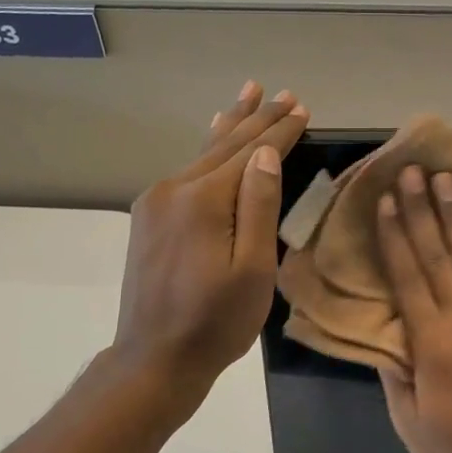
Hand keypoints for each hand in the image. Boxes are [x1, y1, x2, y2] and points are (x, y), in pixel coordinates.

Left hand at [112, 82, 308, 393]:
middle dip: (257, 118)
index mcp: (204, 200)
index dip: (279, 131)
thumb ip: (259, 207)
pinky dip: (208, 149)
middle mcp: (174, 189)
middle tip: (283, 93)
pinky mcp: (149, 217)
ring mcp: (156, 202)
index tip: (302, 108)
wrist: (154, 359)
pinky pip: (187, 171)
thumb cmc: (215, 322)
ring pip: (203, 154)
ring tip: (249, 93)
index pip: (250, 153)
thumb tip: (266, 154)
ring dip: (231, 125)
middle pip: (225, 145)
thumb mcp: (252, 270)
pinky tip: (213, 133)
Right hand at [374, 166, 451, 452]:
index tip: (386, 199)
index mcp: (432, 343)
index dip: (395, 235)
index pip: (407, 277)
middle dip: (422, 210)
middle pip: (438, 255)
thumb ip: (395, 371)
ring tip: (448, 179)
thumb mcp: (409, 419)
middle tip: (412, 171)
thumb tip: (382, 331)